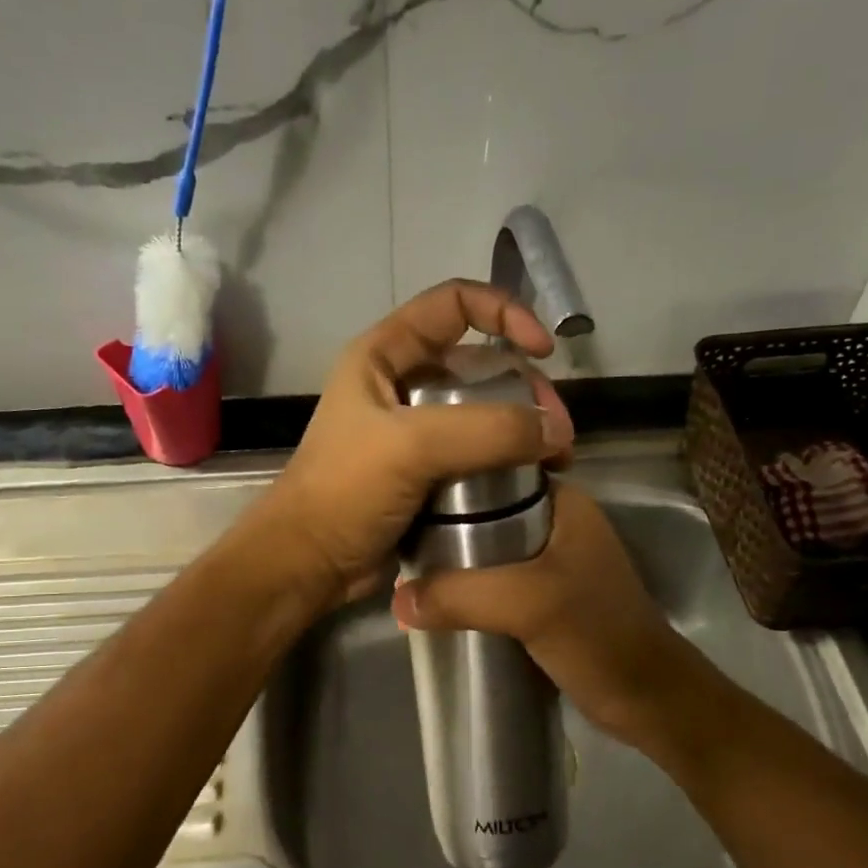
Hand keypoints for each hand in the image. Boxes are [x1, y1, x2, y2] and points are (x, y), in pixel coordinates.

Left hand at [251, 280, 574, 607]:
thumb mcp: (411, 447)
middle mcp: (402, 385)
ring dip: (522, 431)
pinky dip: (507, 463)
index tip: (543, 349)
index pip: (454, 304)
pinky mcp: (426, 474)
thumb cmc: (346, 492)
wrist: (310, 564)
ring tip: (556, 462)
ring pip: (483, 413)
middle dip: (525, 389)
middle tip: (557, 434)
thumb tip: (555, 432)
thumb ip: (487, 430)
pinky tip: (534, 482)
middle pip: (480, 365)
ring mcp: (415, 433)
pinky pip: (477, 455)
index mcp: (385, 355)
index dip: (504, 311)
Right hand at [391, 481, 707, 750]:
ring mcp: (549, 561)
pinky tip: (433, 597)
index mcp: (562, 502)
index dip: (448, 480)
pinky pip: (492, 580)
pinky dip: (465, 587)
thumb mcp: (528, 603)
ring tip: (403, 565)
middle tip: (394, 536)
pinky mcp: (542, 595)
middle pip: (483, 511)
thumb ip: (462, 595)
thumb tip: (396, 601)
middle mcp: (555, 523)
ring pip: (485, 548)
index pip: (494, 470)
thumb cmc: (597, 634)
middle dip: (441, 524)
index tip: (400, 493)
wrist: (645, 698)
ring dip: (452, 560)